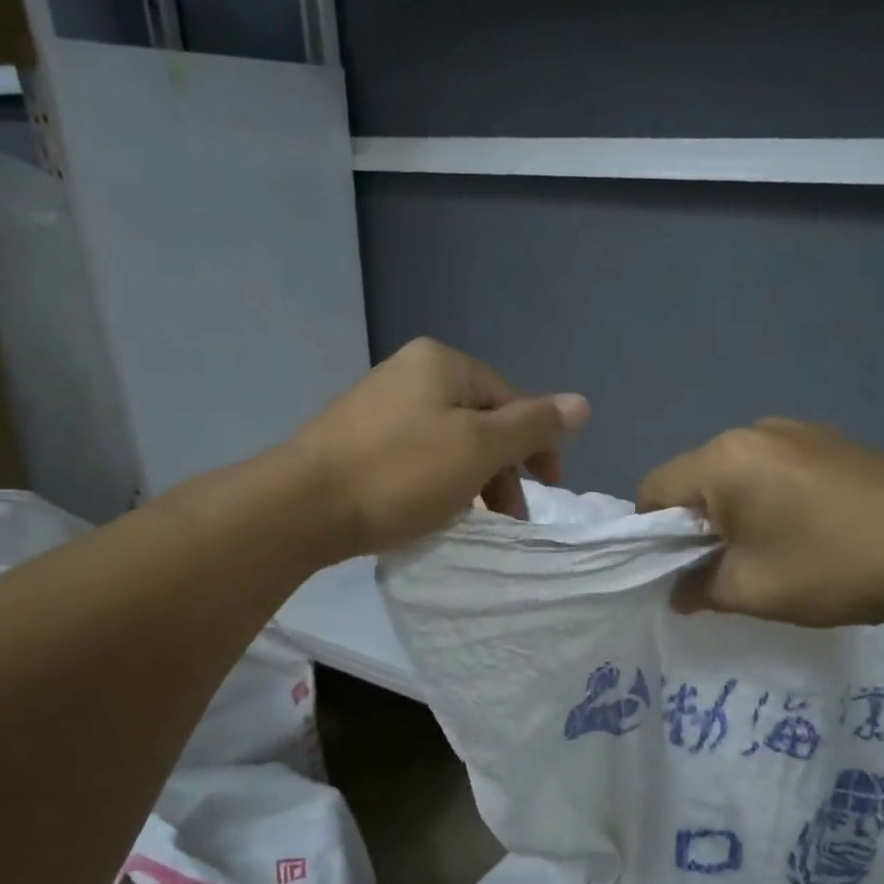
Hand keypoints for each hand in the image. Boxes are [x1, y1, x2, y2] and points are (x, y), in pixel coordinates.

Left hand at [292, 338, 589, 556]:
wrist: (301, 506)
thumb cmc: (400, 473)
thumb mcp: (478, 448)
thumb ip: (533, 426)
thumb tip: (582, 402)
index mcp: (442, 364)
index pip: (511, 399)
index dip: (537, 445)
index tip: (547, 490)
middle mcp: (409, 372)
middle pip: (479, 420)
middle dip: (501, 468)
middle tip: (508, 516)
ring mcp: (378, 404)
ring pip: (448, 440)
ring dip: (471, 479)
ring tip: (471, 520)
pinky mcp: (356, 438)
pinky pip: (416, 455)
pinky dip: (435, 481)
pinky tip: (431, 510)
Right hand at [636, 419, 883, 626]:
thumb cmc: (833, 566)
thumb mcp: (752, 590)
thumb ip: (698, 589)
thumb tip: (677, 592)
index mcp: (723, 459)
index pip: (653, 490)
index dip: (651, 535)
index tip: (677, 570)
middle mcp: (753, 432)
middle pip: (695, 479)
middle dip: (697, 524)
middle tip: (726, 567)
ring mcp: (797, 430)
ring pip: (737, 474)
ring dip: (736, 511)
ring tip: (773, 550)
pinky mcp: (831, 440)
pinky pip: (775, 468)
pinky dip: (771, 498)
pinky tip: (808, 529)